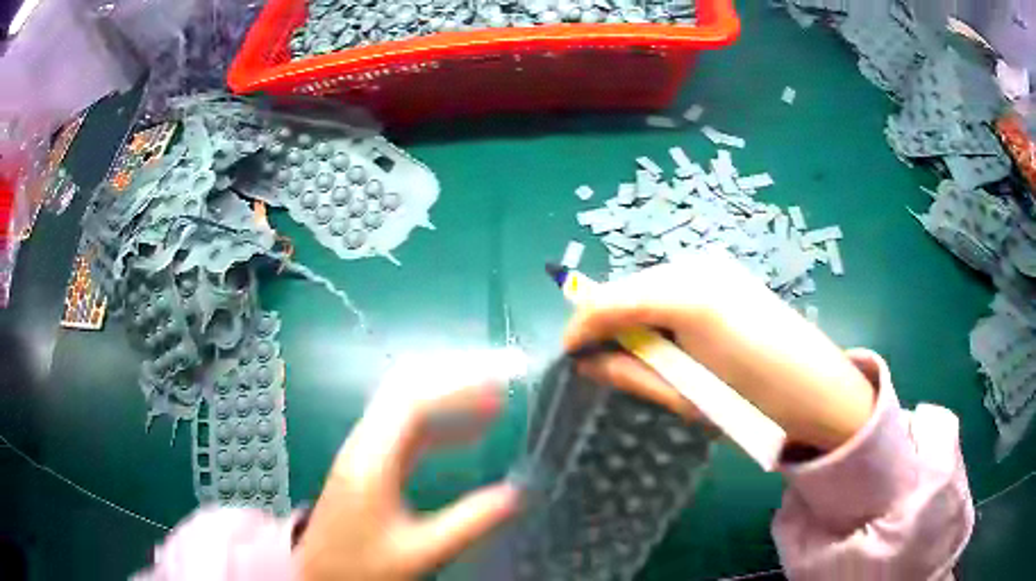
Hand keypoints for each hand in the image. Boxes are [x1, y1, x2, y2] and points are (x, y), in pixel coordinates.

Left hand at [296, 349, 525, 580]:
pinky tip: (466, 434)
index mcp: (371, 460)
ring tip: (494, 401)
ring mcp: (364, 449)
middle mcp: (364, 443)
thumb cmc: (363, 564)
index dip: (458, 387)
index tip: (500, 385)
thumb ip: (468, 522)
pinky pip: (406, 427)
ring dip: (448, 397)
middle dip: (454, 378)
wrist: (319, 573)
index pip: (413, 401)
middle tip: (500, 379)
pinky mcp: (368, 461)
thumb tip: (517, 494)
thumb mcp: (420, 551)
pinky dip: (440, 422)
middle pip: (406, 388)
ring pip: (405, 404)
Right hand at [564, 252, 875, 450]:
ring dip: (632, 318)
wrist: (820, 390)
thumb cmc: (755, 402)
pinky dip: (657, 311)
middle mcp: (695, 267)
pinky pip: (673, 286)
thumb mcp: (687, 396)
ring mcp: (713, 266)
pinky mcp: (726, 274)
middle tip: (605, 363)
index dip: (579, 328)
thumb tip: (586, 364)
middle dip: (605, 323)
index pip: (607, 301)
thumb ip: (630, 374)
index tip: (570, 357)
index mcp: (685, 297)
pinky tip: (672, 340)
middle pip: (626, 287)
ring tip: (642, 357)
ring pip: (648, 285)